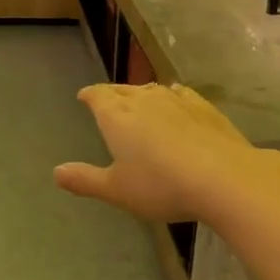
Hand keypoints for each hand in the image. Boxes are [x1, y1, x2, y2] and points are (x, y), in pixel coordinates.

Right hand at [54, 82, 263, 223]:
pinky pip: (181, 94)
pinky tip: (176, 101)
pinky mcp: (204, 107)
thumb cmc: (161, 185)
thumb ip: (85, 180)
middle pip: (123, 90)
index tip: (84, 96)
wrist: (223, 177)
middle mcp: (144, 100)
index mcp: (117, 116)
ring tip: (138, 101)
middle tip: (107, 100)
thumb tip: (56, 173)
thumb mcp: (116, 190)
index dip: (89, 95)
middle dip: (112, 94)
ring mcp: (177, 100)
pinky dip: (171, 97)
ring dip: (141, 94)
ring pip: (152, 89)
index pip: (98, 96)